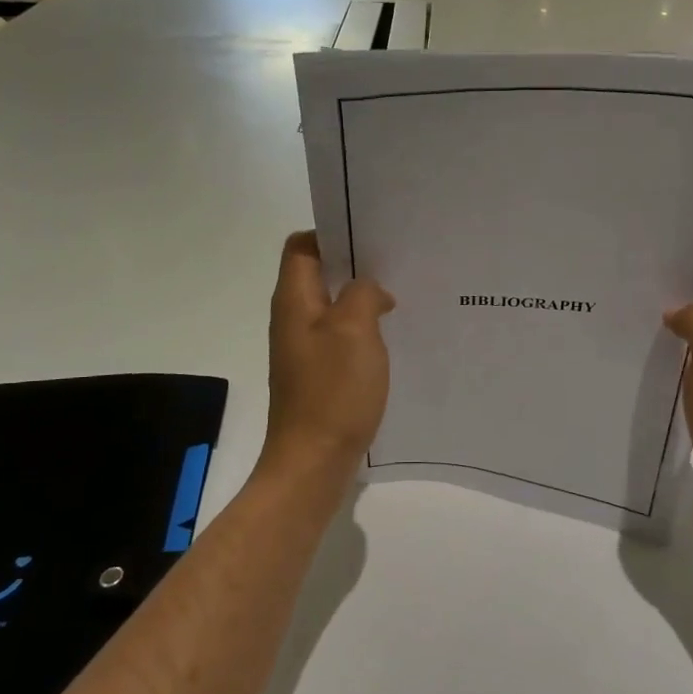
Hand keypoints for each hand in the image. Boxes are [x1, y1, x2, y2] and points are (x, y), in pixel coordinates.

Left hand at [261, 233, 394, 477]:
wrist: (313, 460)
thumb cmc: (333, 390)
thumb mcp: (355, 330)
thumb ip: (363, 294)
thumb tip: (370, 290)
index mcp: (294, 300)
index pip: (302, 246)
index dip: (331, 234)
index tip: (370, 239)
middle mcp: (293, 319)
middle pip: (319, 275)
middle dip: (354, 267)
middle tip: (396, 266)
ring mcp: (303, 349)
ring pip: (332, 308)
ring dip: (361, 301)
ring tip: (399, 300)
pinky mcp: (316, 374)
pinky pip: (339, 338)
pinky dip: (362, 331)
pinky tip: (389, 340)